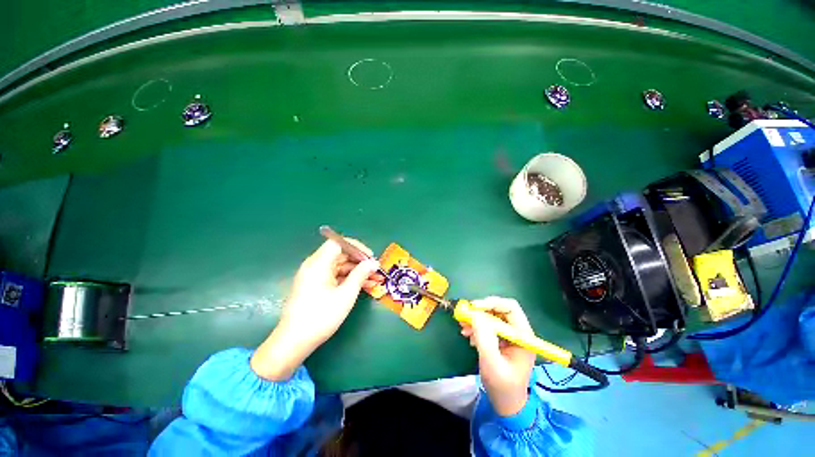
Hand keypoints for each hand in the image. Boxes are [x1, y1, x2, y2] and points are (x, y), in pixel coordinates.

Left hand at [251, 239, 381, 380]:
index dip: (356, 247)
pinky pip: (336, 277)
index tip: (370, 256)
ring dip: (358, 272)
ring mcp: (315, 277)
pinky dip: (350, 280)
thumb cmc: (321, 316)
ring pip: (340, 267)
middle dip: (360, 261)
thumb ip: (361, 274)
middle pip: (341, 255)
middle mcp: (315, 266)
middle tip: (376, 269)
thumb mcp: (346, 294)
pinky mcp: (316, 287)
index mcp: (318, 263)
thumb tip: (373, 262)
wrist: (294, 342)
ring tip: (376, 279)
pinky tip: (365, 286)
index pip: (338, 243)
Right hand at [460, 297, 535, 416]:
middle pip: (499, 309)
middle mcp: (517, 331)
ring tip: (464, 327)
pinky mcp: (500, 338)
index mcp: (523, 335)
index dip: (492, 303)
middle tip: (465, 316)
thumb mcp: (492, 363)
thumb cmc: (503, 386)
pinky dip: (476, 325)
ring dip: (476, 318)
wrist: (506, 403)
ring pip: (492, 315)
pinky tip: (468, 335)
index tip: (473, 307)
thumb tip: (475, 314)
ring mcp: (509, 334)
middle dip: (481, 311)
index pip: (510, 308)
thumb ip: (484, 338)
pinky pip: (487, 324)